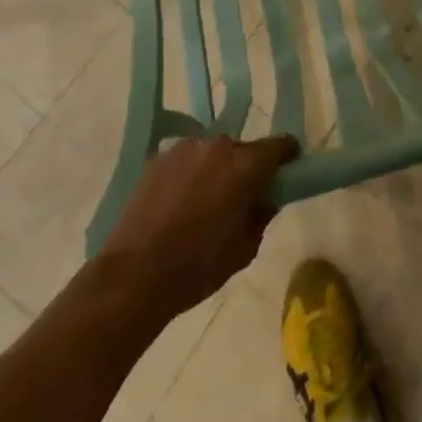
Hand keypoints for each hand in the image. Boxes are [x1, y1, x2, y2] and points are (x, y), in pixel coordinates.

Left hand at [97, 133, 300, 314]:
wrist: (134, 275)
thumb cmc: (197, 267)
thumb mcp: (244, 249)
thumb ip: (263, 216)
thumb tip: (267, 199)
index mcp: (245, 165)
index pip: (280, 145)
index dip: (287, 157)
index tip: (288, 170)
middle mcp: (218, 145)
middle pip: (243, 150)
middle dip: (246, 168)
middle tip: (239, 197)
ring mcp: (185, 147)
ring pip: (212, 153)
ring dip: (215, 169)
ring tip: (203, 202)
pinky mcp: (158, 157)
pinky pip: (185, 160)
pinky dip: (188, 174)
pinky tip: (177, 203)